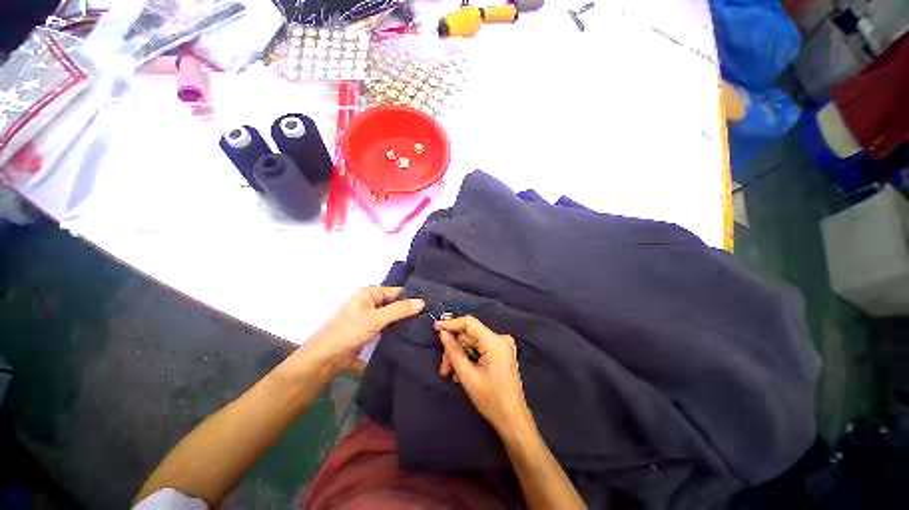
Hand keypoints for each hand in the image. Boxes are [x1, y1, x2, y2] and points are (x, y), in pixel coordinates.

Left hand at [292, 287, 423, 376]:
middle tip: (431, 314)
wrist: (325, 358)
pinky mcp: (371, 330)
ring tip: (426, 322)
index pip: (397, 291)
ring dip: (405, 318)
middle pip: (396, 302)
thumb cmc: (348, 332)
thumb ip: (399, 310)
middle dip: (410, 308)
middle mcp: (371, 301)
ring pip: (393, 314)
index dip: (412, 297)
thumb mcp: (375, 318)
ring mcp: (371, 316)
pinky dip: (398, 327)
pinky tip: (412, 330)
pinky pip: (389, 325)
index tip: (431, 303)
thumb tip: (422, 302)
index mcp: (370, 293)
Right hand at [435, 316, 532, 432]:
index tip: (435, 328)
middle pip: (469, 336)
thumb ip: (454, 352)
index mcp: (495, 342)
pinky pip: (479, 348)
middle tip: (444, 368)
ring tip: (451, 374)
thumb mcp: (468, 377)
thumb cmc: (491, 400)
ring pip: (472, 343)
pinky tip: (462, 373)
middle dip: (454, 350)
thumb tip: (443, 334)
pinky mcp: (501, 352)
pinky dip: (469, 358)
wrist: (513, 420)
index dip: (451, 323)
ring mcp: (502, 345)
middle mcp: (500, 339)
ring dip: (459, 356)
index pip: (469, 323)